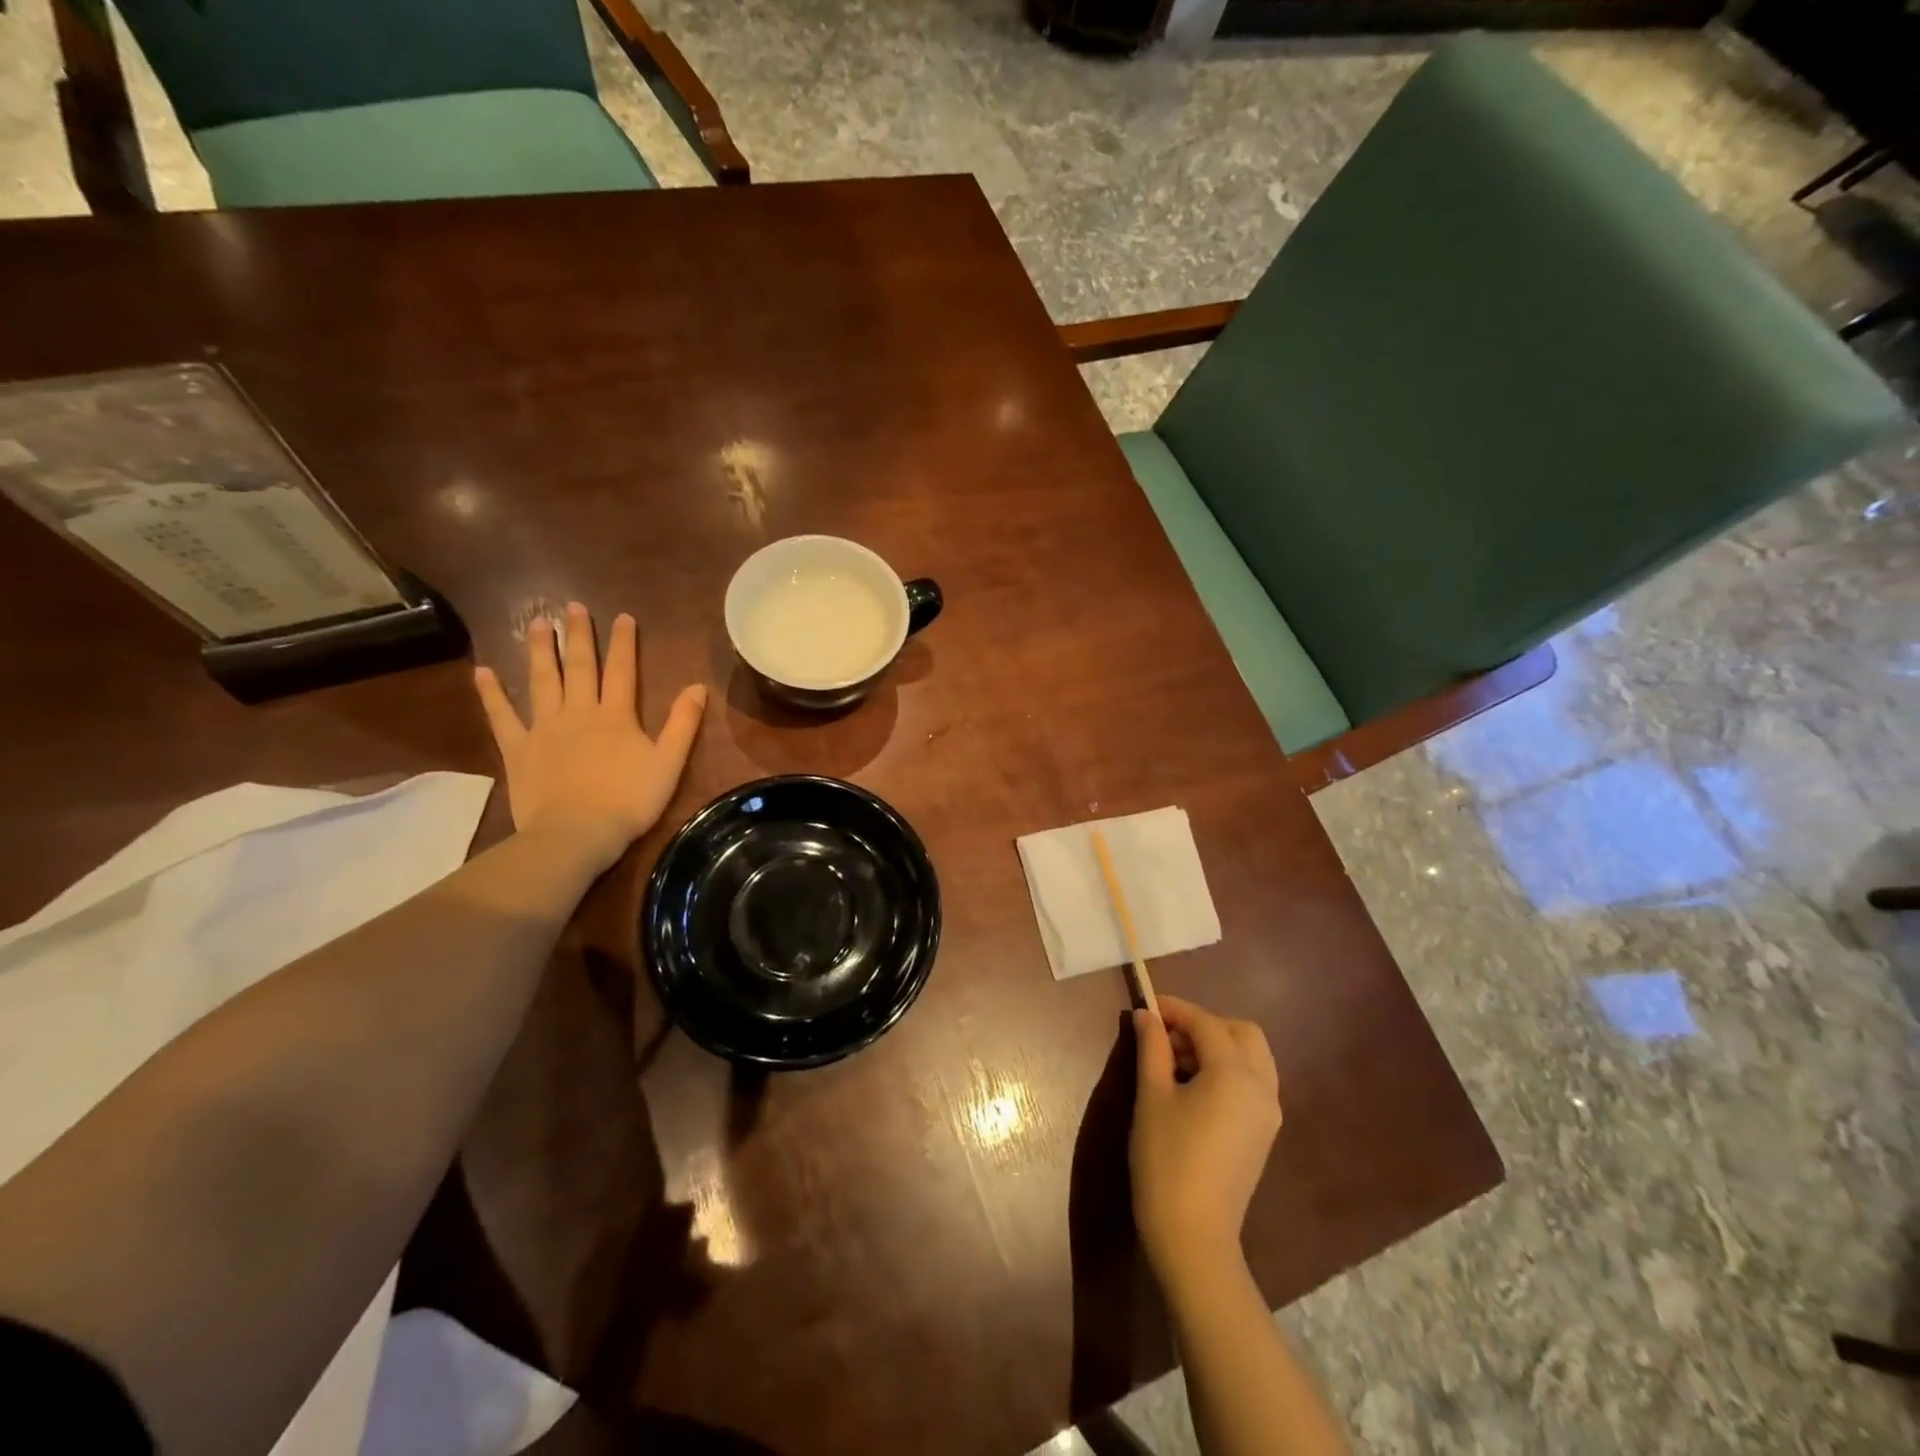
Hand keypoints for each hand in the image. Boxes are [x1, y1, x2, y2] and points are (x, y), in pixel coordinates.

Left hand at [473, 602, 706, 870]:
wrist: (576, 834)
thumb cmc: (628, 801)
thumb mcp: (669, 764)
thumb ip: (683, 724)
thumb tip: (698, 686)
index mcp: (616, 716)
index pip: (622, 670)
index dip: (624, 642)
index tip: (622, 616)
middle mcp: (579, 712)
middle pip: (580, 667)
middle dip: (579, 636)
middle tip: (572, 606)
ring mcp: (544, 729)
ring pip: (542, 681)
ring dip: (540, 651)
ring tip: (536, 622)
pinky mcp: (517, 749)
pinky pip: (502, 716)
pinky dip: (492, 694)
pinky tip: (483, 672)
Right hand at [1130, 996, 1282, 1282]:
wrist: (1193, 1236)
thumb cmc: (1166, 1160)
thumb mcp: (1152, 1097)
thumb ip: (1152, 1048)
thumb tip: (1146, 1015)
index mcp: (1235, 1073)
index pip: (1206, 1023)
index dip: (1175, 1009)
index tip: (1146, 1006)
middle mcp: (1262, 1087)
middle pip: (1241, 1033)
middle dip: (1204, 1024)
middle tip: (1165, 1036)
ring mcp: (1267, 1113)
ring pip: (1251, 1056)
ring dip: (1217, 1046)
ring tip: (1174, 1062)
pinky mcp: (1263, 1133)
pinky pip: (1251, 1082)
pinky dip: (1227, 1070)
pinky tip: (1192, 1087)